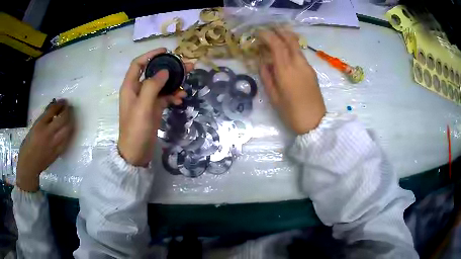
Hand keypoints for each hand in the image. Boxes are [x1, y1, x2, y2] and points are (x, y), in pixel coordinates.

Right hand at [17, 99, 74, 191]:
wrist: (29, 165)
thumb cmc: (28, 145)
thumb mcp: (34, 127)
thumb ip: (44, 119)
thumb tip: (53, 109)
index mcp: (40, 125)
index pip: (52, 110)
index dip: (59, 104)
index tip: (63, 101)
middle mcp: (48, 133)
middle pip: (62, 119)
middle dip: (67, 110)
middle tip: (68, 107)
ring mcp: (54, 144)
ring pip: (67, 129)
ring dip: (70, 120)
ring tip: (70, 116)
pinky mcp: (58, 153)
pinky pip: (67, 140)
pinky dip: (69, 132)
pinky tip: (69, 128)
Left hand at [118, 48, 193, 166]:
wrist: (136, 153)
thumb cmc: (136, 130)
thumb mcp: (143, 107)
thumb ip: (152, 86)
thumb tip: (165, 71)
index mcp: (130, 87)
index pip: (138, 64)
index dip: (150, 55)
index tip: (166, 51)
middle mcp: (137, 90)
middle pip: (153, 73)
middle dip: (168, 68)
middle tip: (186, 65)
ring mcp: (146, 100)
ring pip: (161, 85)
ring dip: (174, 82)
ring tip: (188, 81)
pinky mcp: (153, 109)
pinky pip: (164, 97)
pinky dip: (172, 96)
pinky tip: (181, 98)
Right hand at [258, 28, 325, 134]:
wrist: (315, 123)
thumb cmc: (291, 113)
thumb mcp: (273, 97)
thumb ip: (267, 76)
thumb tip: (263, 62)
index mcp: (286, 71)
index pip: (277, 45)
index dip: (267, 35)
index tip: (258, 33)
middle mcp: (298, 64)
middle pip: (290, 40)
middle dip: (279, 31)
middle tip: (269, 30)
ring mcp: (307, 66)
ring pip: (297, 46)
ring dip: (286, 38)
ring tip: (276, 38)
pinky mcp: (312, 71)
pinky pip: (300, 54)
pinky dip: (292, 48)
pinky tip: (286, 52)